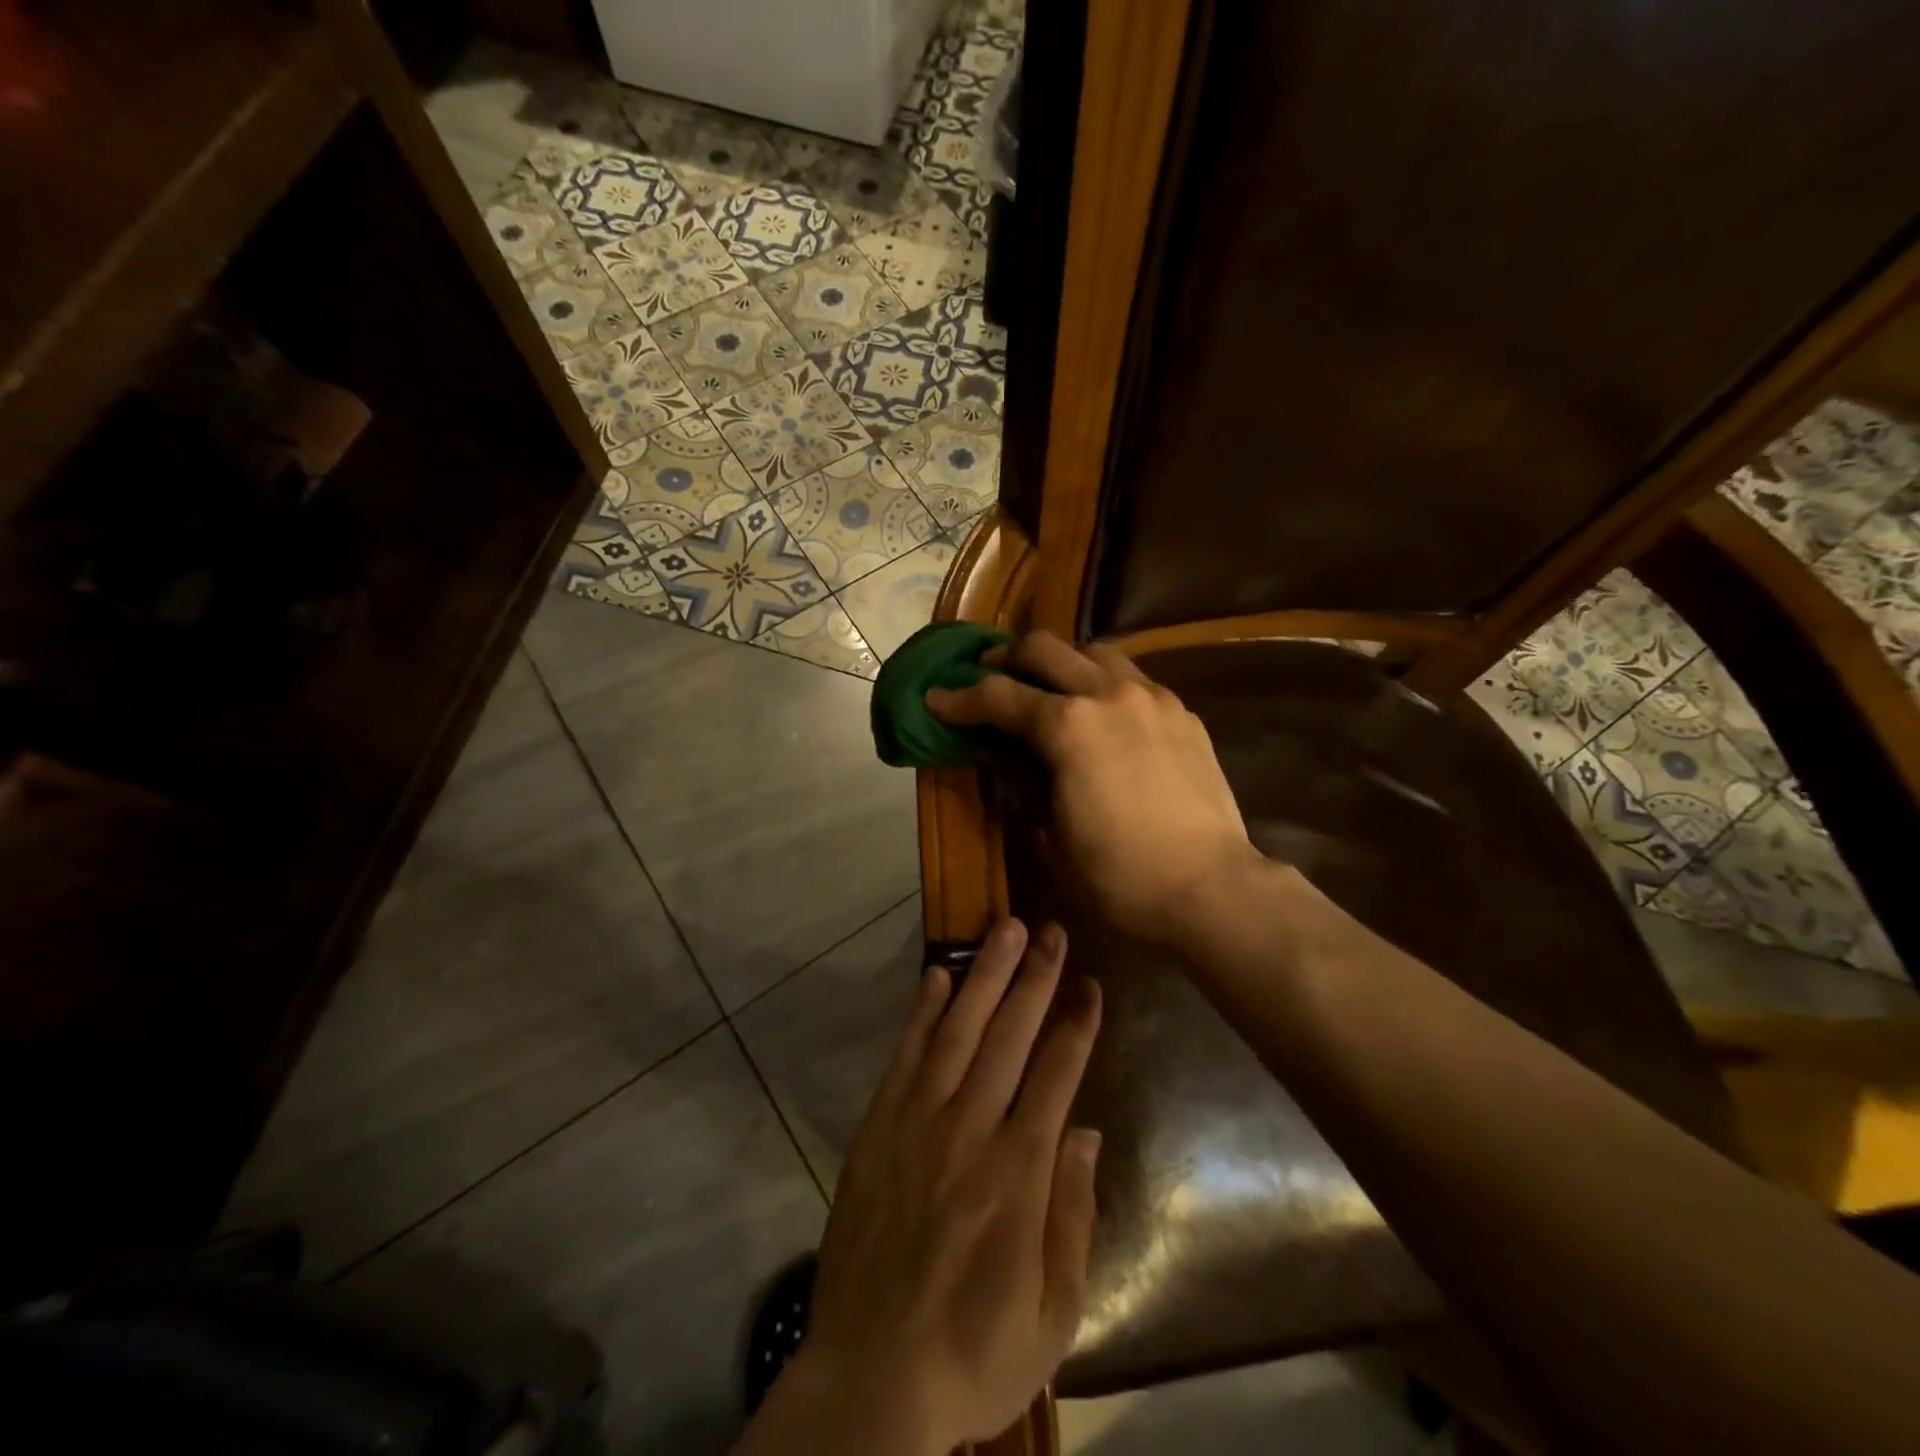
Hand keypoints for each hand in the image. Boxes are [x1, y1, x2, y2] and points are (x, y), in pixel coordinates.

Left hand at [759, 918, 1102, 1454]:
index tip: (1091, 984)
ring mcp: (917, 1123)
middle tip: (1051, 930)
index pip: (1056, 1076)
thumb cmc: (974, 1352)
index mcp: (1018, 1174)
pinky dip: (922, 1012)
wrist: (870, 1379)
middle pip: (1008, 1036)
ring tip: (1003, 929)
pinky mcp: (878, 1128)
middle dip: (1034, 978)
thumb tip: (1085, 1131)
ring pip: (957, 1031)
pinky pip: (905, 1056)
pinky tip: (936, 975)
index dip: (1076, 1025)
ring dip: (983, 975)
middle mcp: (969, 1131)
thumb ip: (1072, 1214)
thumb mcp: (1053, 1312)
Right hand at [927, 631, 1262, 948]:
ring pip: (1094, 651)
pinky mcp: (1182, 712)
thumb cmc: (1120, 877)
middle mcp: (1108, 694)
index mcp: (1068, 727)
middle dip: (1006, 659)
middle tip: (987, 677)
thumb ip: (1020, 783)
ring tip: (1047, 687)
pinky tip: (1102, 714)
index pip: (998, 696)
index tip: (936, 699)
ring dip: (1060, 662)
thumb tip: (998, 754)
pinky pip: (1133, 678)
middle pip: (1044, 648)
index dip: (959, 698)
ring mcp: (1152, 698)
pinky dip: (1104, 683)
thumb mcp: (1050, 836)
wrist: (1212, 889)